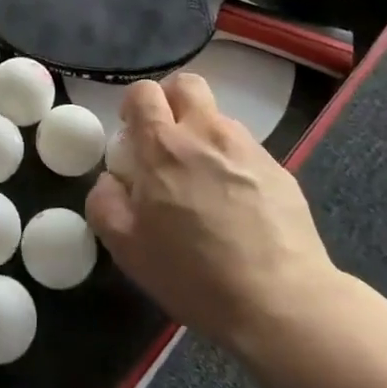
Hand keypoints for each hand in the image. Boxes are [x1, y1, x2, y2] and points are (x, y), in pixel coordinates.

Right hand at [86, 73, 343, 358]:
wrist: (281, 302)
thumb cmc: (194, 275)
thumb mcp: (127, 248)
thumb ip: (105, 202)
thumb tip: (111, 179)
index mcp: (163, 146)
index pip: (144, 92)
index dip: (134, 105)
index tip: (132, 134)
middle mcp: (206, 133)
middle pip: (186, 84)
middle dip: (170, 101)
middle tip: (165, 139)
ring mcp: (247, 147)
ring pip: (218, 117)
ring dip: (203, 134)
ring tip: (203, 181)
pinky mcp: (279, 168)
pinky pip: (245, 149)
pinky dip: (232, 162)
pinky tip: (236, 204)